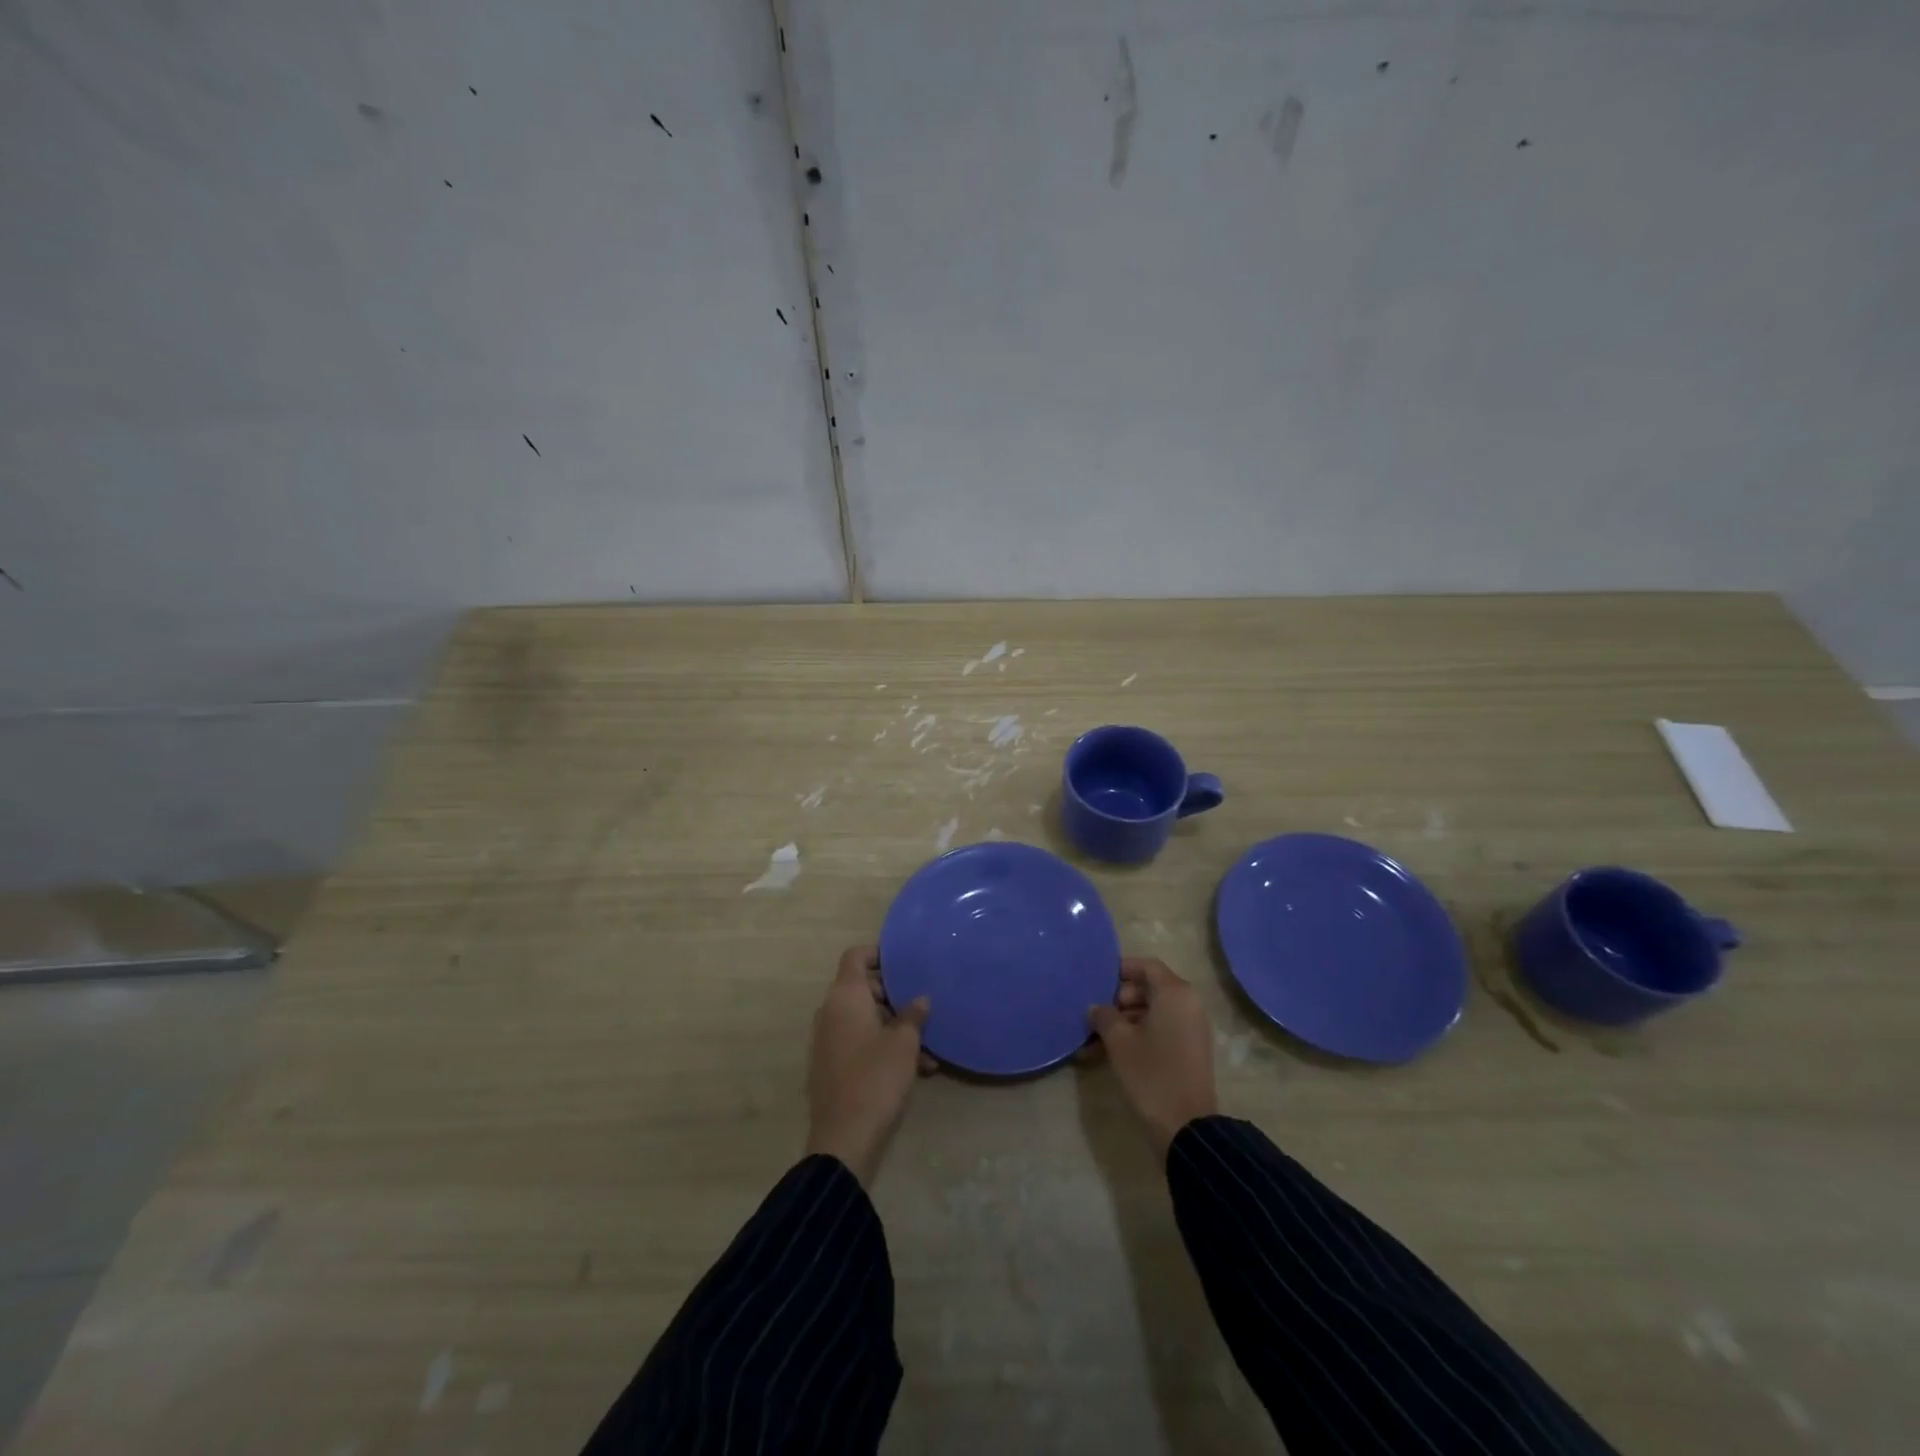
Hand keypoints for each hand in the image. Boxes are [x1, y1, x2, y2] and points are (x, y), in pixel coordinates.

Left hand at [804, 945, 933, 1186]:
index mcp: (845, 997)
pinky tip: (916, 1070)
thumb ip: (913, 1015)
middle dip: (893, 996)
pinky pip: (859, 1043)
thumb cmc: (876, 1078)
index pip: (855, 956)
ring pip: (864, 1019)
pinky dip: (882, 1047)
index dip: (878, 953)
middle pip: (861, 988)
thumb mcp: (904, 1043)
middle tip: (921, 1009)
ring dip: (893, 1027)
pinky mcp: (831, 1066)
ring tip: (927, 1050)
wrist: (844, 1139)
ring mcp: (827, 1040)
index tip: (903, 960)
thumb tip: (920, 999)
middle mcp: (830, 1012)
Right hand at [1087, 957, 1219, 1156]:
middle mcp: (1190, 1004)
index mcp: (1175, 993)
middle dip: (1122, 996)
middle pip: (1152, 986)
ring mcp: (1194, 1028)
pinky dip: (1143, 1031)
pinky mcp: (1192, 1049)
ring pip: (1157, 1009)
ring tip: (1102, 1035)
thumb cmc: (1151, 1074)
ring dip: (1129, 1017)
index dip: (1122, 969)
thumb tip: (1096, 1007)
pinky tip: (1118, 1050)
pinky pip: (1165, 1027)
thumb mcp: (1119, 1042)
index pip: (1147, 966)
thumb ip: (1104, 1016)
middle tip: (1099, 1013)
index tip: (1098, 981)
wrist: (1187, 1127)